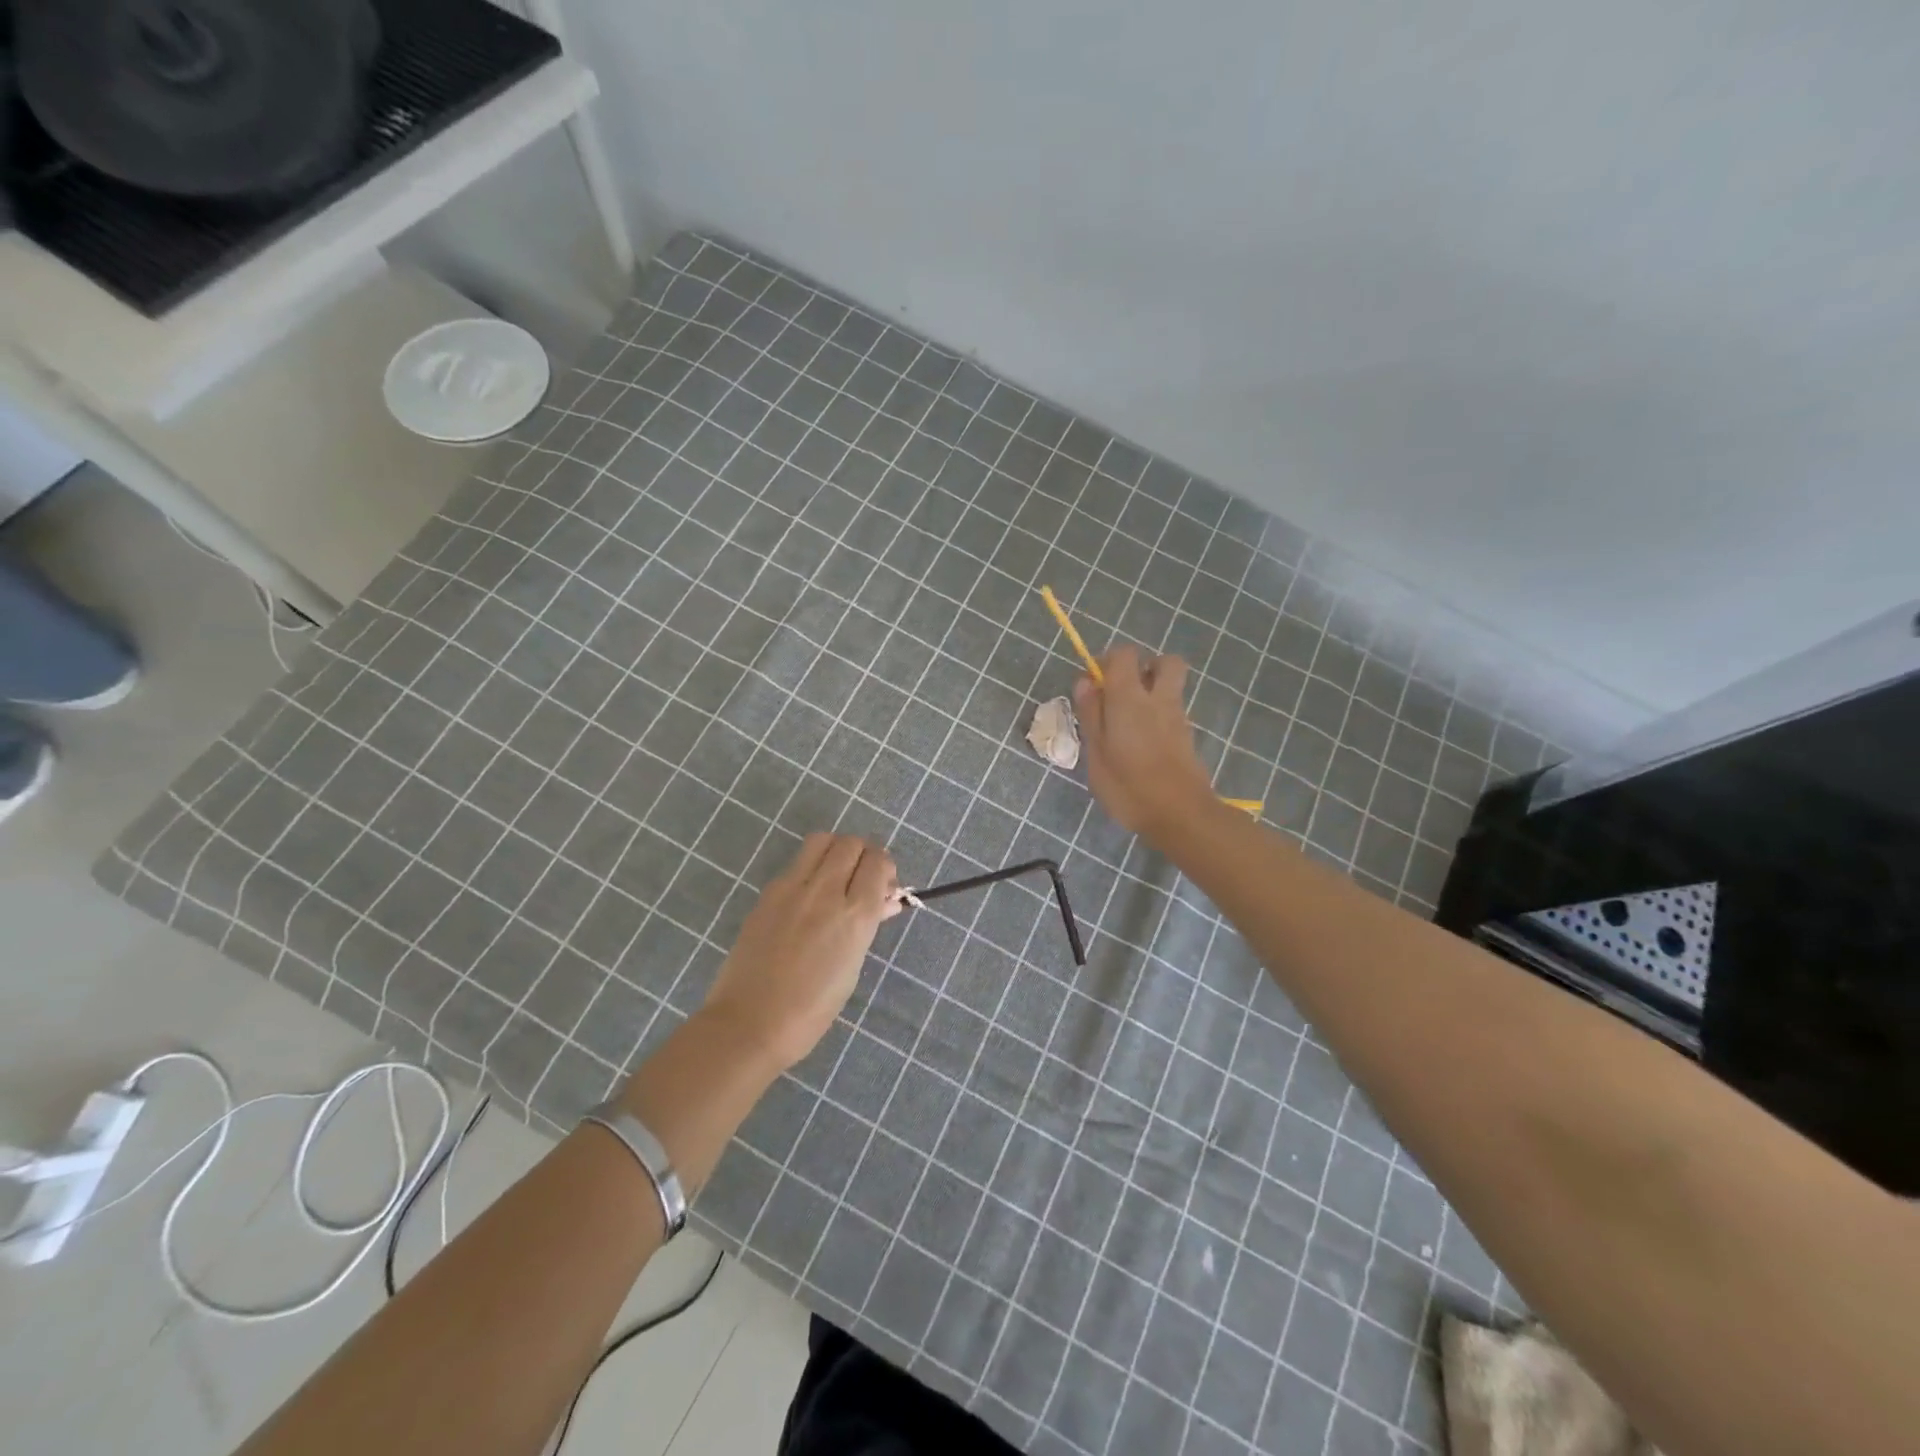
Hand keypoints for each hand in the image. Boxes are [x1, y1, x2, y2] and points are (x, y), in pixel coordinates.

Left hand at [699, 833, 898, 1071]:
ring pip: (822, 840)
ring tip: (836, 877)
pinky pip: (797, 863)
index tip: (883, 887)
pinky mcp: (768, 893)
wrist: (750, 1022)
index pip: (877, 862)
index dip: (885, 869)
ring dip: (836, 851)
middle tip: (862, 879)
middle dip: (864, 855)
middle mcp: (825, 891)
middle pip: (852, 843)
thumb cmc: (812, 1009)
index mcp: (854, 915)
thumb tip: (885, 901)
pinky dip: (811, 868)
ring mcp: (792, 888)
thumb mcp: (852, 966)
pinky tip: (809, 896)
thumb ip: (868, 925)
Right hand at [1074, 645, 1217, 842]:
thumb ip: (1091, 714)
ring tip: (1128, 722)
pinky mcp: (1187, 736)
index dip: (1107, 661)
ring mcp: (1178, 716)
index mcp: (1129, 697)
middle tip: (1122, 692)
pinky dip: (1159, 714)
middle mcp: (1159, 698)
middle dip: (1144, 667)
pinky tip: (1141, 742)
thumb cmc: (1128, 786)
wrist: (1181, 815)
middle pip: (1164, 662)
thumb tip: (1085, 682)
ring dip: (1152, 692)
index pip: (1125, 654)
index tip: (1093, 685)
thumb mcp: (1096, 753)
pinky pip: (1173, 710)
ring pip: (1170, 686)